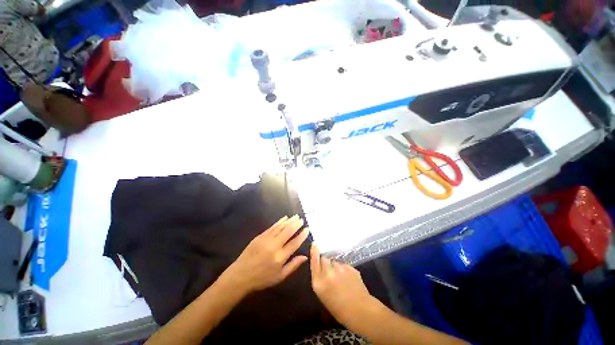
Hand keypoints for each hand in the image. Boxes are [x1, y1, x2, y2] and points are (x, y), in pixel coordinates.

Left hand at [221, 215, 309, 293]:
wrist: (241, 275)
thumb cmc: (262, 279)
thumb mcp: (280, 276)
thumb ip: (293, 266)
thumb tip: (305, 257)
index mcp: (280, 257)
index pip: (294, 243)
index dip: (302, 235)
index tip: (307, 229)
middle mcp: (274, 246)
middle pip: (288, 232)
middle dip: (296, 224)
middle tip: (302, 219)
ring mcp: (266, 240)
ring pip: (280, 227)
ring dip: (289, 221)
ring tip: (296, 216)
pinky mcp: (260, 237)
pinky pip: (272, 227)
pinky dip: (279, 222)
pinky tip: (284, 218)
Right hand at [310, 245, 375, 326]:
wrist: (360, 311)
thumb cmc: (338, 309)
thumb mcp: (323, 294)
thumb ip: (320, 278)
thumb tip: (321, 266)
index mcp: (318, 282)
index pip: (314, 261)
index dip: (314, 252)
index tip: (315, 244)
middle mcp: (328, 273)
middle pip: (324, 259)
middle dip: (326, 263)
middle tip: (330, 272)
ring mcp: (340, 269)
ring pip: (335, 262)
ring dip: (335, 267)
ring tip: (341, 278)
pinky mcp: (350, 267)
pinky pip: (343, 265)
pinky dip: (344, 270)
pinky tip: (348, 279)